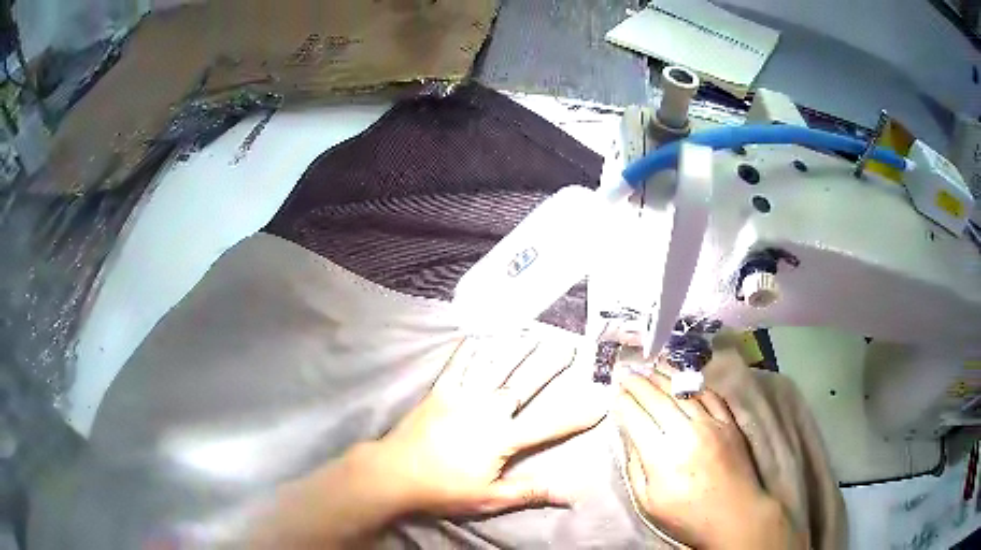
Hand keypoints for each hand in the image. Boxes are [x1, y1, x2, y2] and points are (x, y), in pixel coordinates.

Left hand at [250, 335, 603, 548]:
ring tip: (532, 331)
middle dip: (549, 366)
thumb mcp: (490, 498)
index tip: (600, 401)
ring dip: (515, 349)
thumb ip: (531, 492)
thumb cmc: (444, 489)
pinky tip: (479, 333)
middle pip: (524, 385)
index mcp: (503, 437)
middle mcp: (487, 410)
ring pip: (494, 367)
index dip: (577, 416)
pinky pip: (458, 365)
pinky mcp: (440, 391)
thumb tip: (571, 494)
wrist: (395, 473)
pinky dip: (470, 348)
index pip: (549, 425)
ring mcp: (462, 396)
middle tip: (568, 347)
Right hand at [615, 367, 801, 549]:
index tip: (614, 391)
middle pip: (657, 398)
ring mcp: (712, 424)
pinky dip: (693, 384)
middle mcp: (686, 433)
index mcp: (662, 456)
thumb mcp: (648, 502)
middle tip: (625, 371)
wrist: (735, 515)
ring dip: (663, 376)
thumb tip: (629, 436)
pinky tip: (683, 379)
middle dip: (638, 383)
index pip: (636, 417)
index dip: (622, 401)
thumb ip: (635, 467)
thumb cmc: (686, 516)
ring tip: (649, 367)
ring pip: (683, 391)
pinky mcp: (729, 422)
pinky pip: (710, 395)